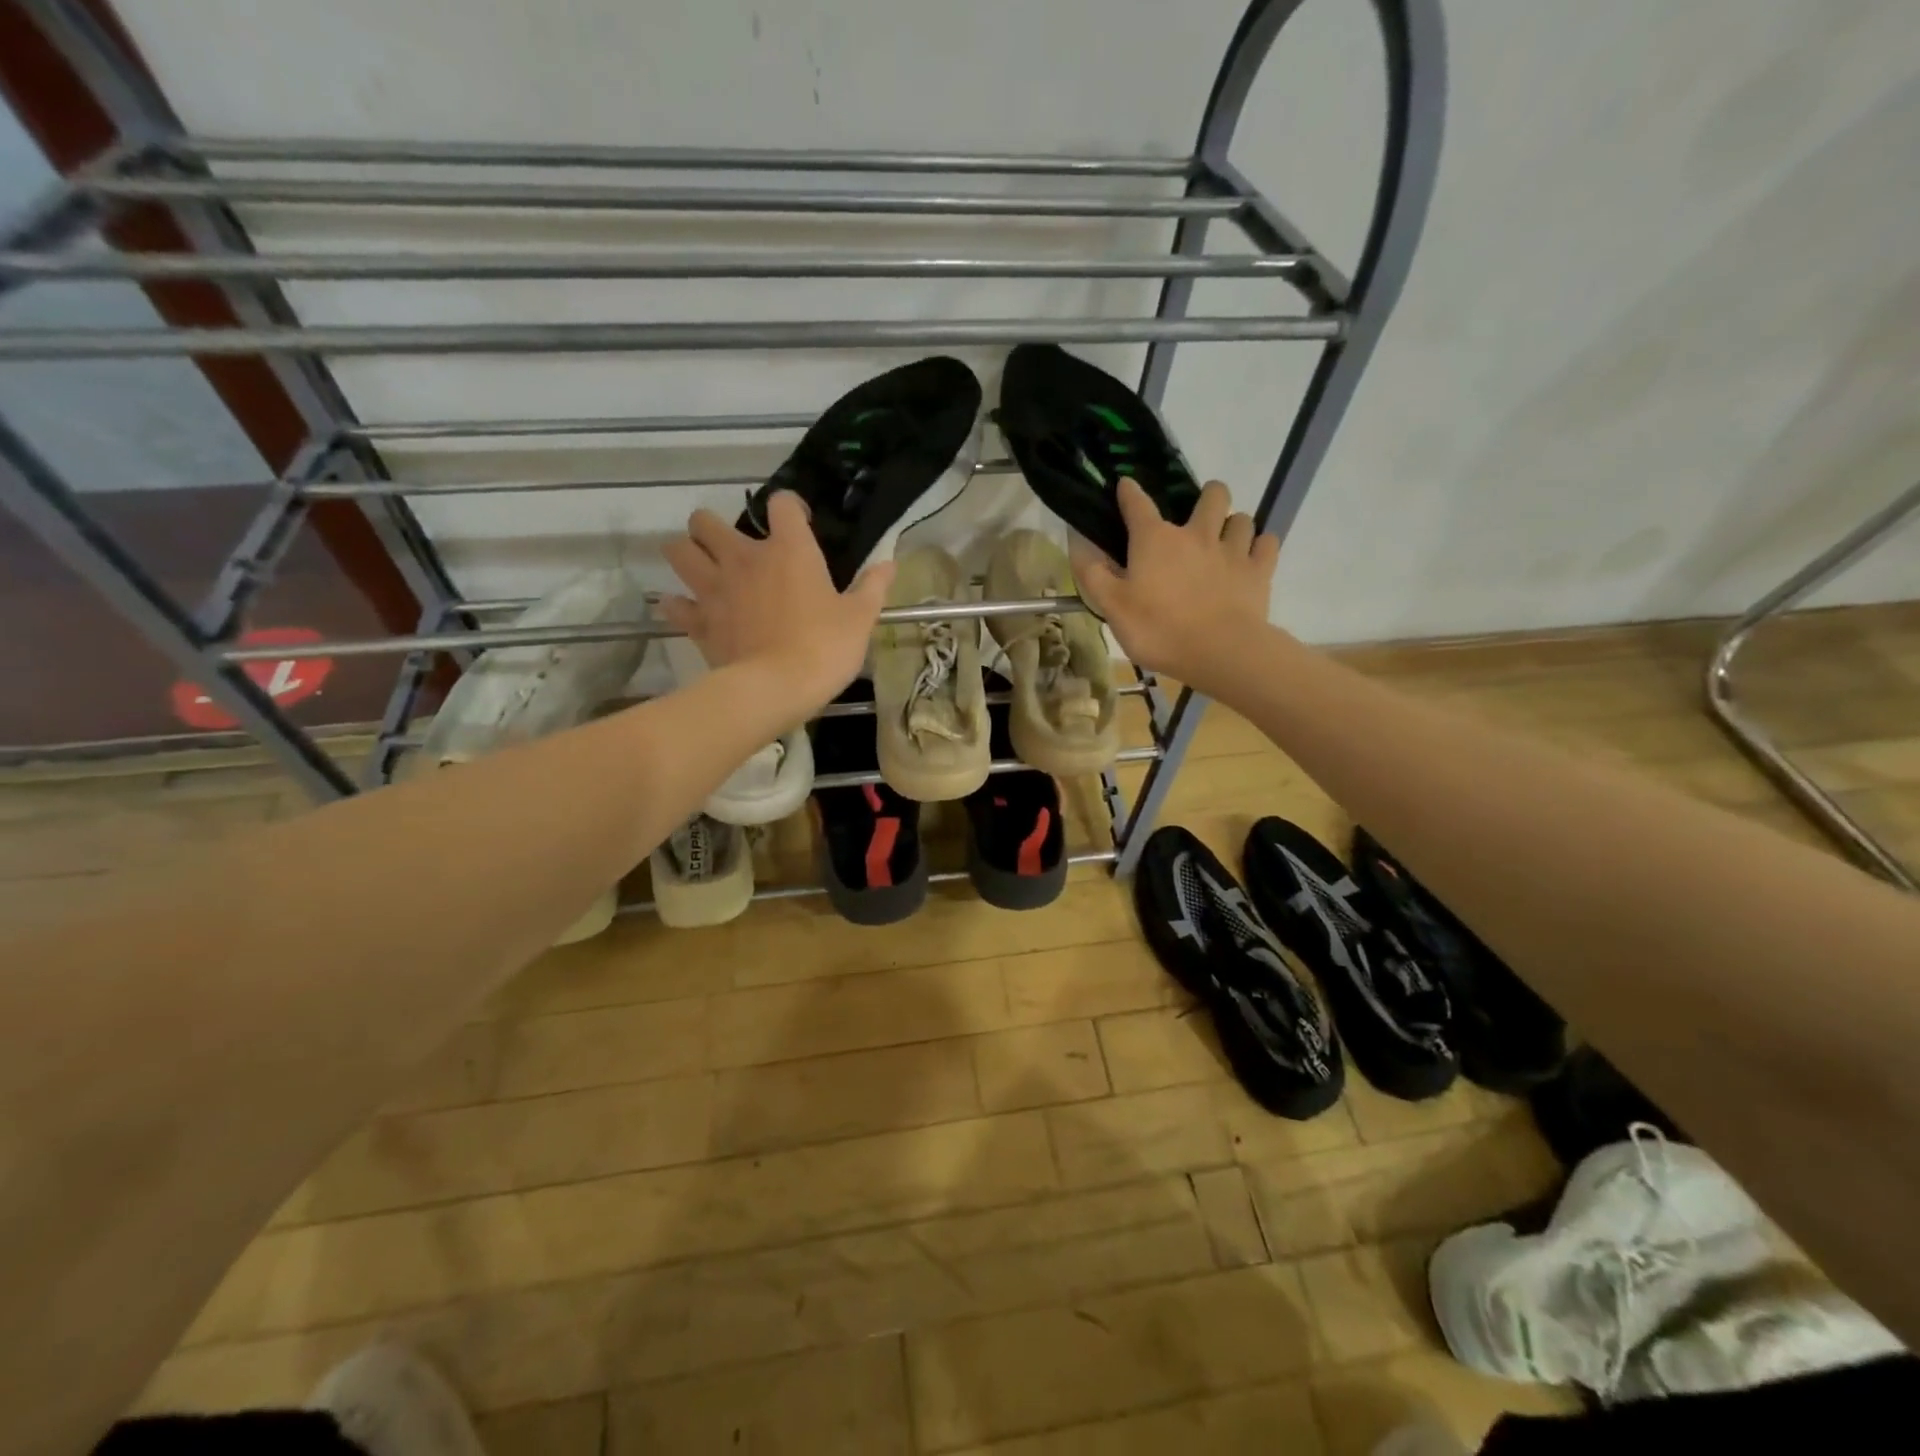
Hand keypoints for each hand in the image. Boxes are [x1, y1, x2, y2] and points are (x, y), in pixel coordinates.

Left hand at [661, 492, 893, 710]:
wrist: (776, 688)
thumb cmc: (825, 647)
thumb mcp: (860, 618)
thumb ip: (873, 586)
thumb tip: (890, 564)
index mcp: (789, 550)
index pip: (782, 504)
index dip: (790, 507)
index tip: (799, 523)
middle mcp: (744, 558)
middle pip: (706, 521)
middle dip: (714, 527)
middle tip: (733, 548)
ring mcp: (714, 588)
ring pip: (678, 551)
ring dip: (687, 554)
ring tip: (704, 568)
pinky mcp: (698, 620)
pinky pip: (674, 604)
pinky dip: (678, 604)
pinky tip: (690, 610)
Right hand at [1070, 478, 1277, 695]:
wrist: (1220, 652)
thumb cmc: (1158, 629)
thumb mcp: (1112, 606)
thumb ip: (1092, 572)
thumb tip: (1076, 538)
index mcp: (1155, 540)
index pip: (1138, 504)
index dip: (1129, 492)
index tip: (1126, 485)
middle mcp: (1196, 534)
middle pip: (1212, 494)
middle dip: (1207, 496)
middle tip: (1199, 515)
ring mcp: (1233, 550)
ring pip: (1242, 518)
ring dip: (1234, 523)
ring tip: (1226, 540)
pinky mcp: (1259, 571)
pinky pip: (1267, 544)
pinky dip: (1260, 546)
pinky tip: (1252, 558)